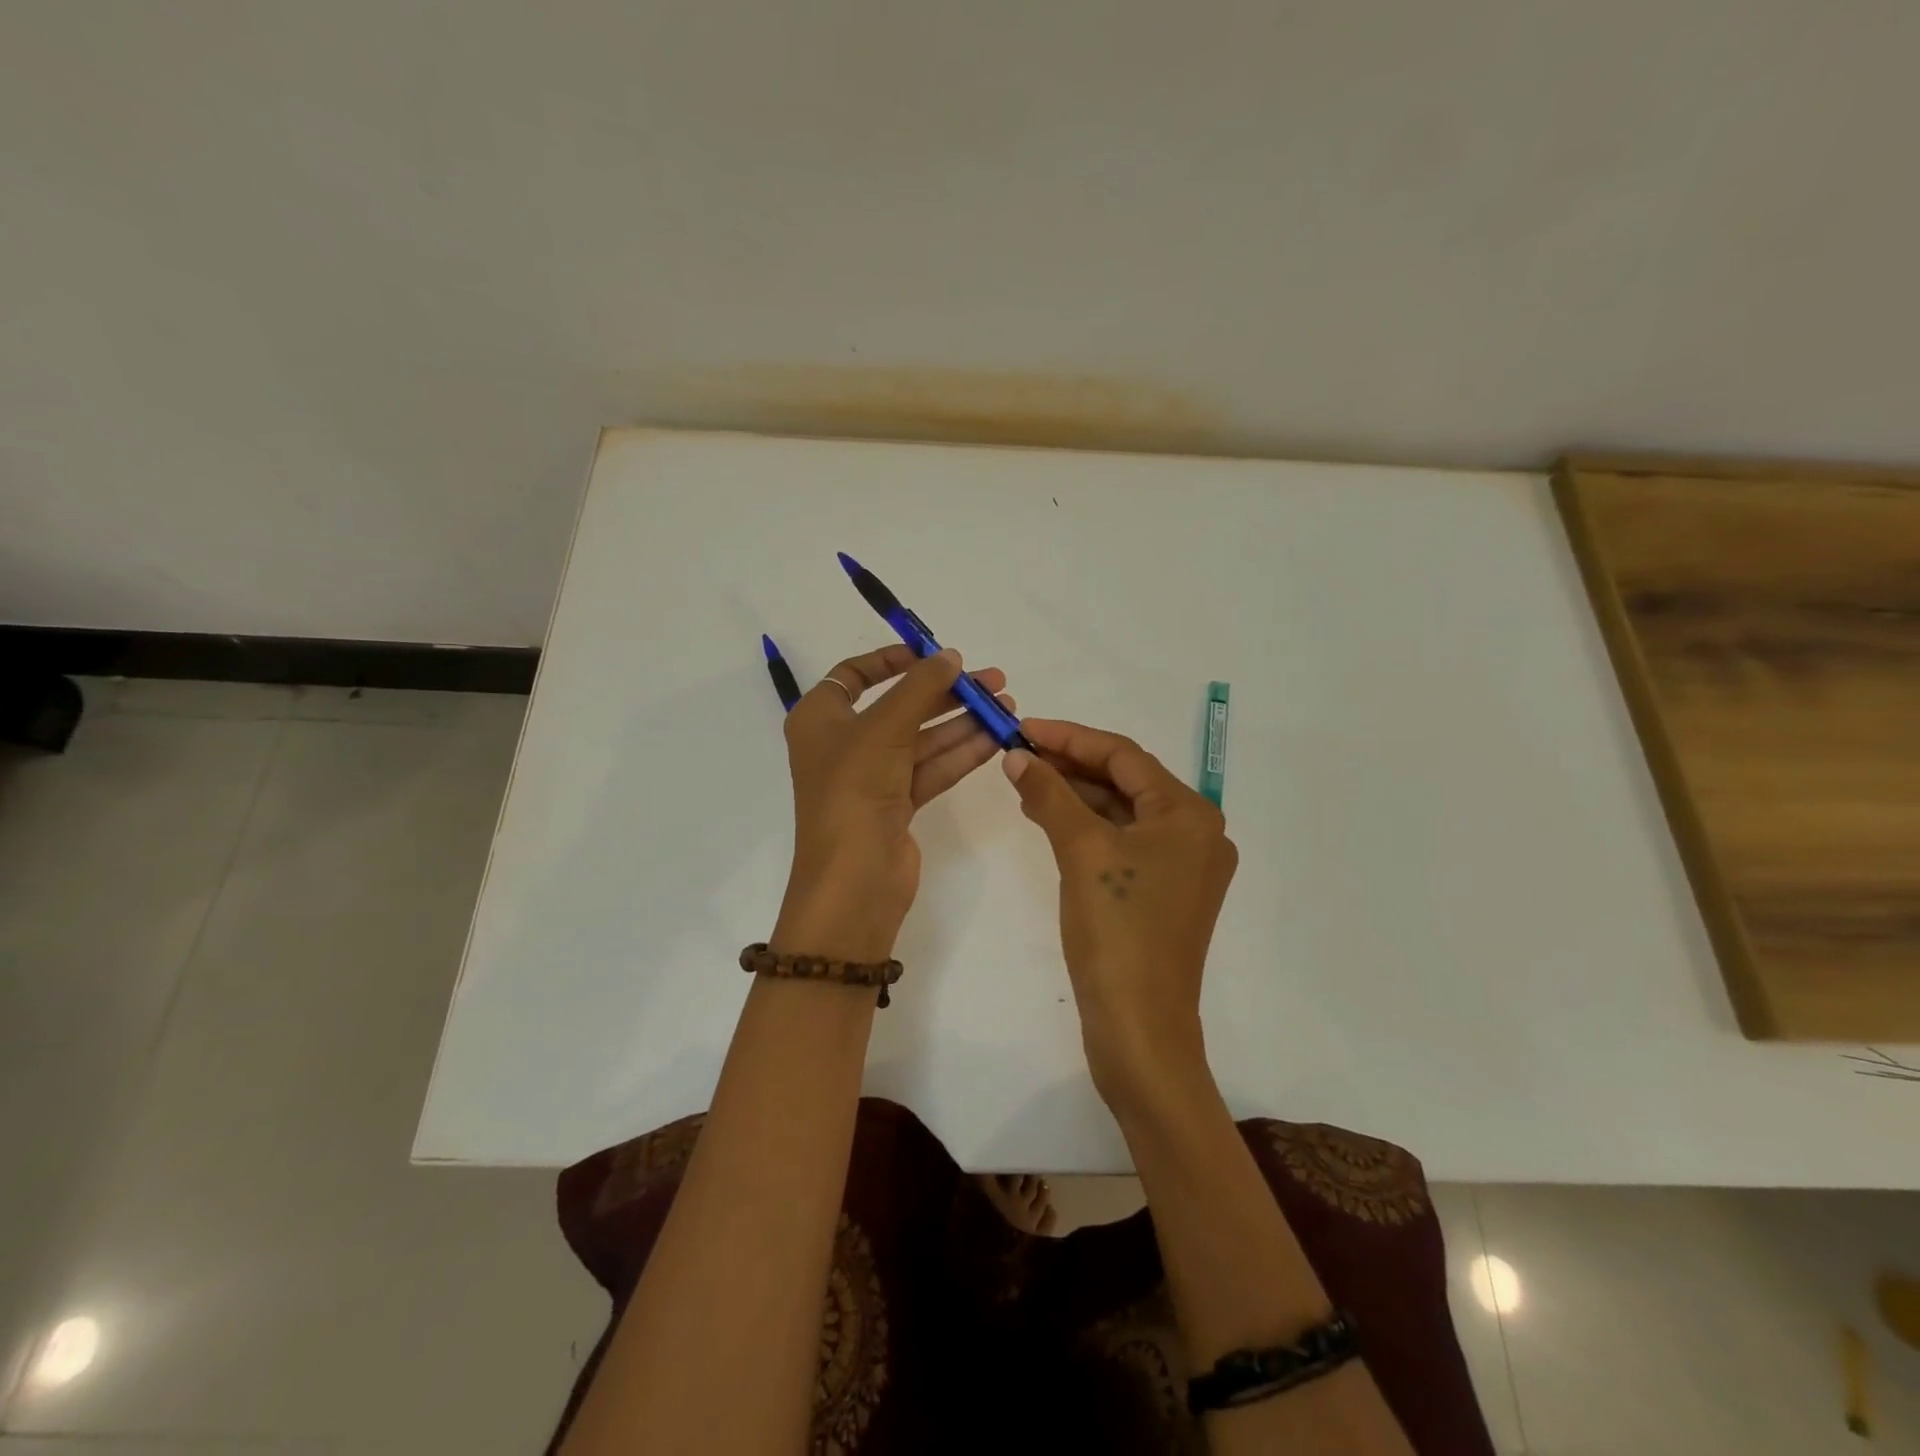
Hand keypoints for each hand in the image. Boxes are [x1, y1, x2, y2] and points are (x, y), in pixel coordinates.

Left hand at [772, 645, 1013, 963]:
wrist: (854, 880)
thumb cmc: (854, 790)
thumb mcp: (884, 728)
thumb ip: (920, 687)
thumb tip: (950, 656)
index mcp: (820, 719)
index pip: (853, 676)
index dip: (891, 660)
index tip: (931, 654)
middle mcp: (843, 744)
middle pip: (899, 706)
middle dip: (945, 692)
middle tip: (991, 680)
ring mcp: (871, 777)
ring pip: (921, 739)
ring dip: (962, 722)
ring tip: (1005, 705)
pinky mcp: (896, 805)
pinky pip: (931, 768)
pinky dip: (960, 753)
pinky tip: (995, 739)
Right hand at [1002, 718, 1236, 1110]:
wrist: (1140, 1029)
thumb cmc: (1118, 930)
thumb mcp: (1081, 851)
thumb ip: (1050, 794)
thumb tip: (1017, 756)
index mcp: (1189, 814)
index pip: (1124, 755)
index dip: (1070, 737)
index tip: (1025, 728)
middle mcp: (1195, 834)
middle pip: (1125, 782)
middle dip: (1071, 766)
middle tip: (1019, 754)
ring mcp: (1181, 867)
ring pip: (1121, 813)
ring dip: (1075, 796)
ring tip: (1024, 782)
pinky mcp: (1162, 894)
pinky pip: (1121, 843)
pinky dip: (1086, 828)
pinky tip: (1048, 818)